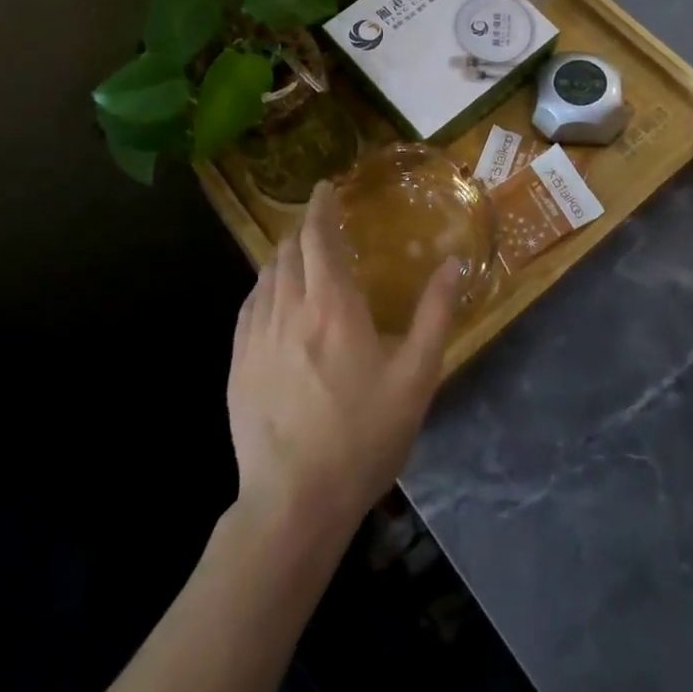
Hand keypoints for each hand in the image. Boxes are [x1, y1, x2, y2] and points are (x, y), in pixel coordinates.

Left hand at [227, 182, 459, 552]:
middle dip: (305, 230)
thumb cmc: (363, 436)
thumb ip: (435, 315)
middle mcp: (288, 309)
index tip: (326, 188)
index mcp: (332, 306)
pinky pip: (249, 307)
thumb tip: (454, 263)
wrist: (294, 503)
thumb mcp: (416, 378)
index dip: (321, 207)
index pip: (318, 237)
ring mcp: (255, 338)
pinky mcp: (237, 365)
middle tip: (323, 227)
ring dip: (284, 258)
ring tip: (302, 259)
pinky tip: (274, 300)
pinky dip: (264, 288)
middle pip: (288, 251)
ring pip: (265, 276)